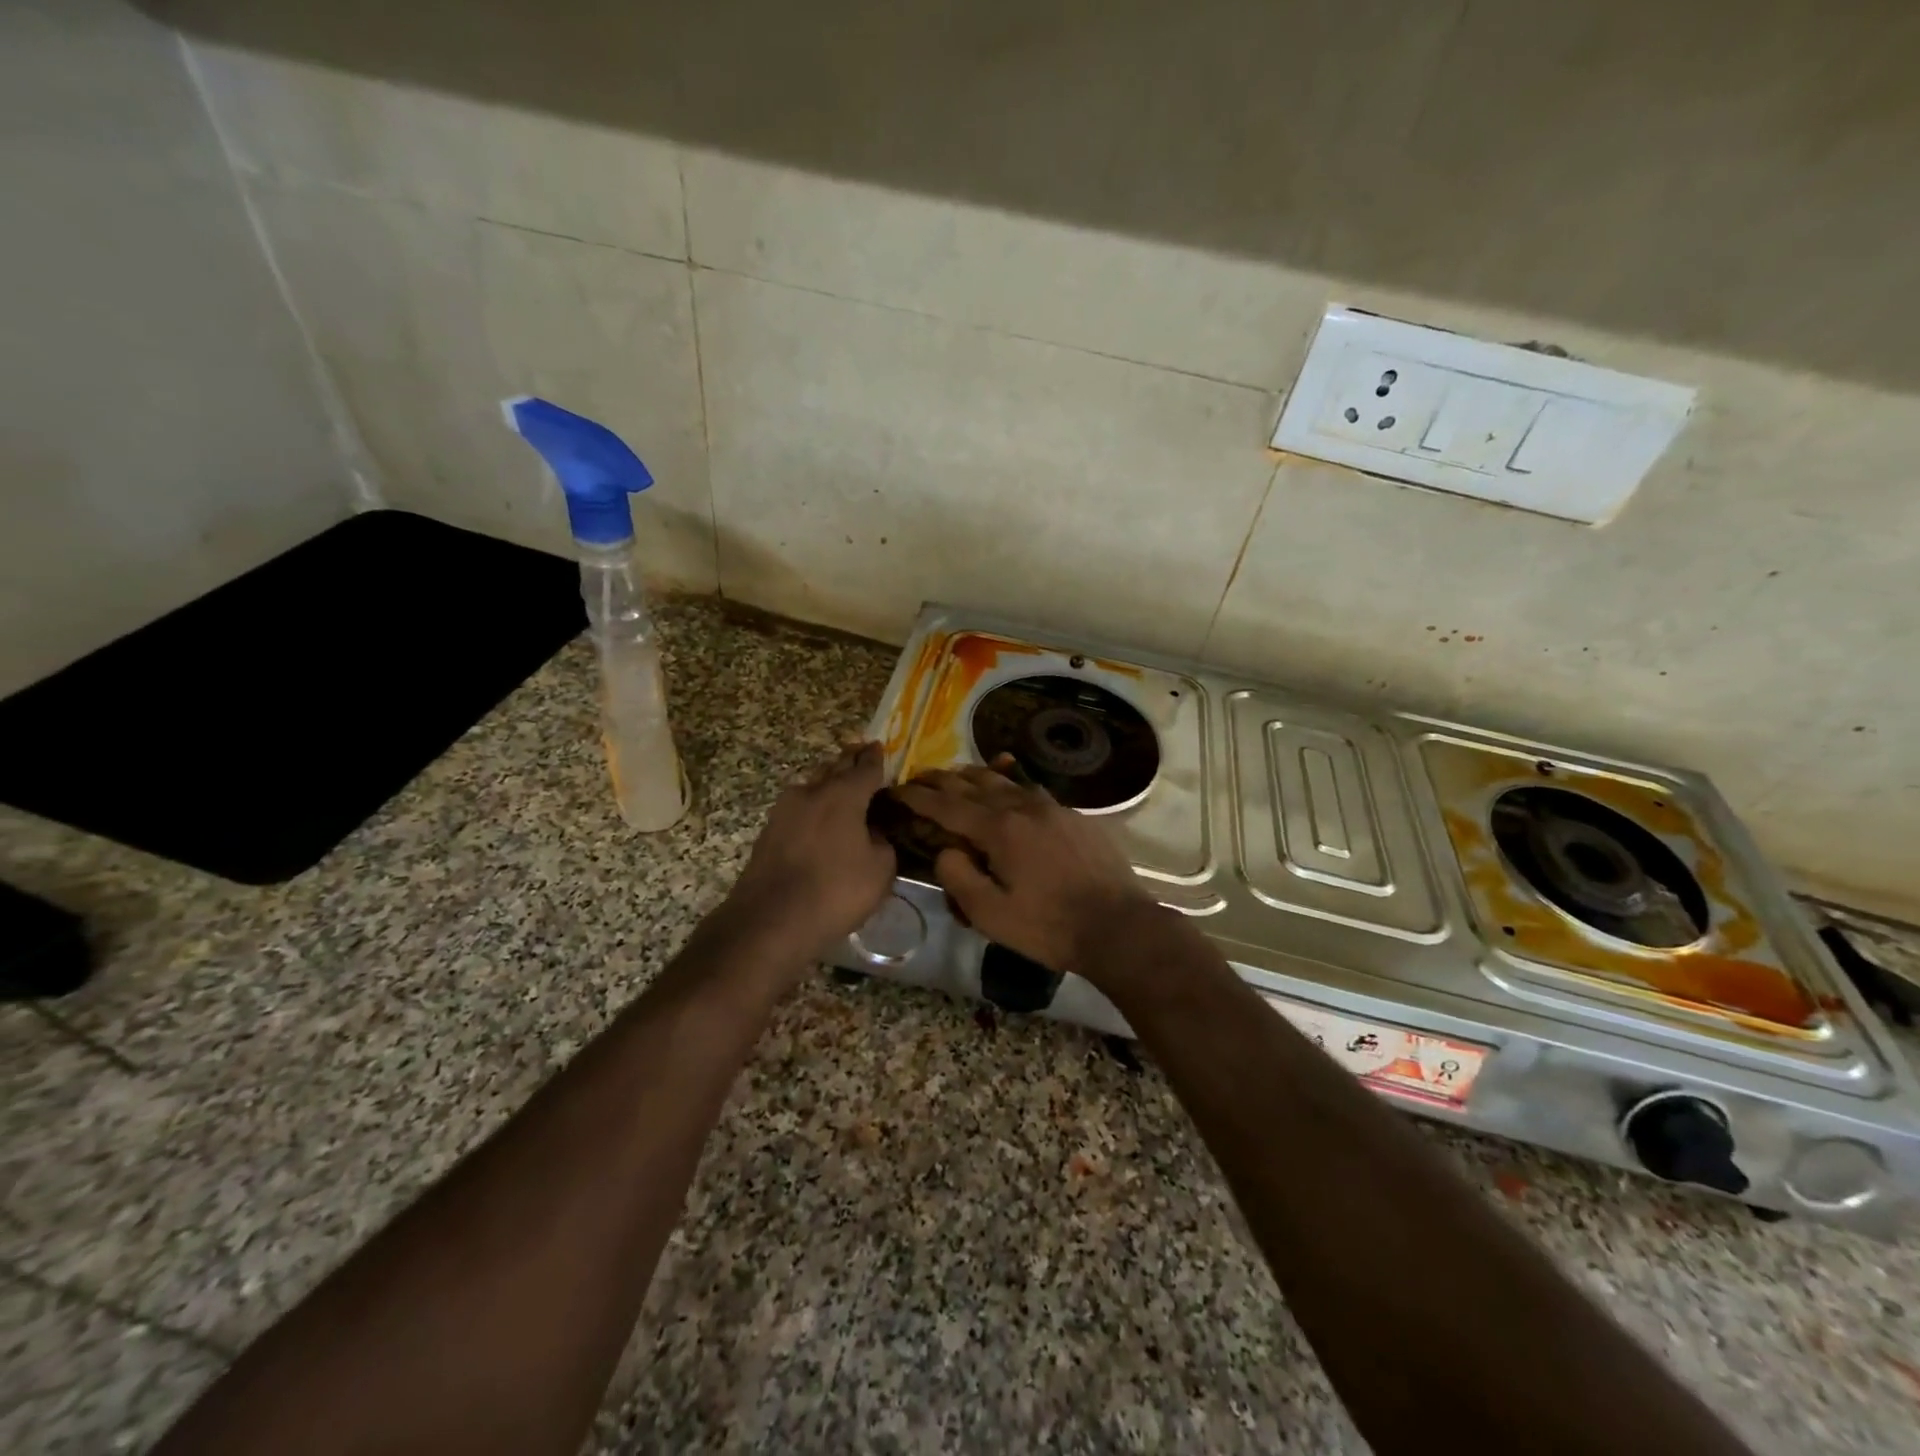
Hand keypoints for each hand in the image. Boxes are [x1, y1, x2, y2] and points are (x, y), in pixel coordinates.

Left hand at [726, 742, 897, 960]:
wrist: (769, 920)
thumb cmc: (835, 891)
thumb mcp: (880, 870)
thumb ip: (883, 843)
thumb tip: (873, 833)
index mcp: (843, 795)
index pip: (865, 767)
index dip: (876, 757)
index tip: (880, 746)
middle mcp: (812, 792)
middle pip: (835, 768)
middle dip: (850, 760)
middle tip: (861, 753)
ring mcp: (785, 810)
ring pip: (813, 786)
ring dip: (828, 782)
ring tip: (841, 785)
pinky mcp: (769, 831)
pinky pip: (799, 809)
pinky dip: (813, 807)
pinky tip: (819, 819)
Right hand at [893, 759, 1154, 978]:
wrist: (1117, 926)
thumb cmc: (1048, 927)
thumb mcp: (990, 914)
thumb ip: (958, 876)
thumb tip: (945, 850)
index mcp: (999, 828)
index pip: (947, 806)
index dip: (917, 798)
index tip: (896, 791)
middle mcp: (1023, 807)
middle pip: (973, 784)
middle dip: (941, 781)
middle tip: (919, 779)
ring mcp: (1052, 807)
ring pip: (1004, 780)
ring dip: (974, 776)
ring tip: (955, 776)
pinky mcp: (1074, 816)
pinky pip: (1031, 790)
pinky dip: (1008, 784)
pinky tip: (1008, 788)